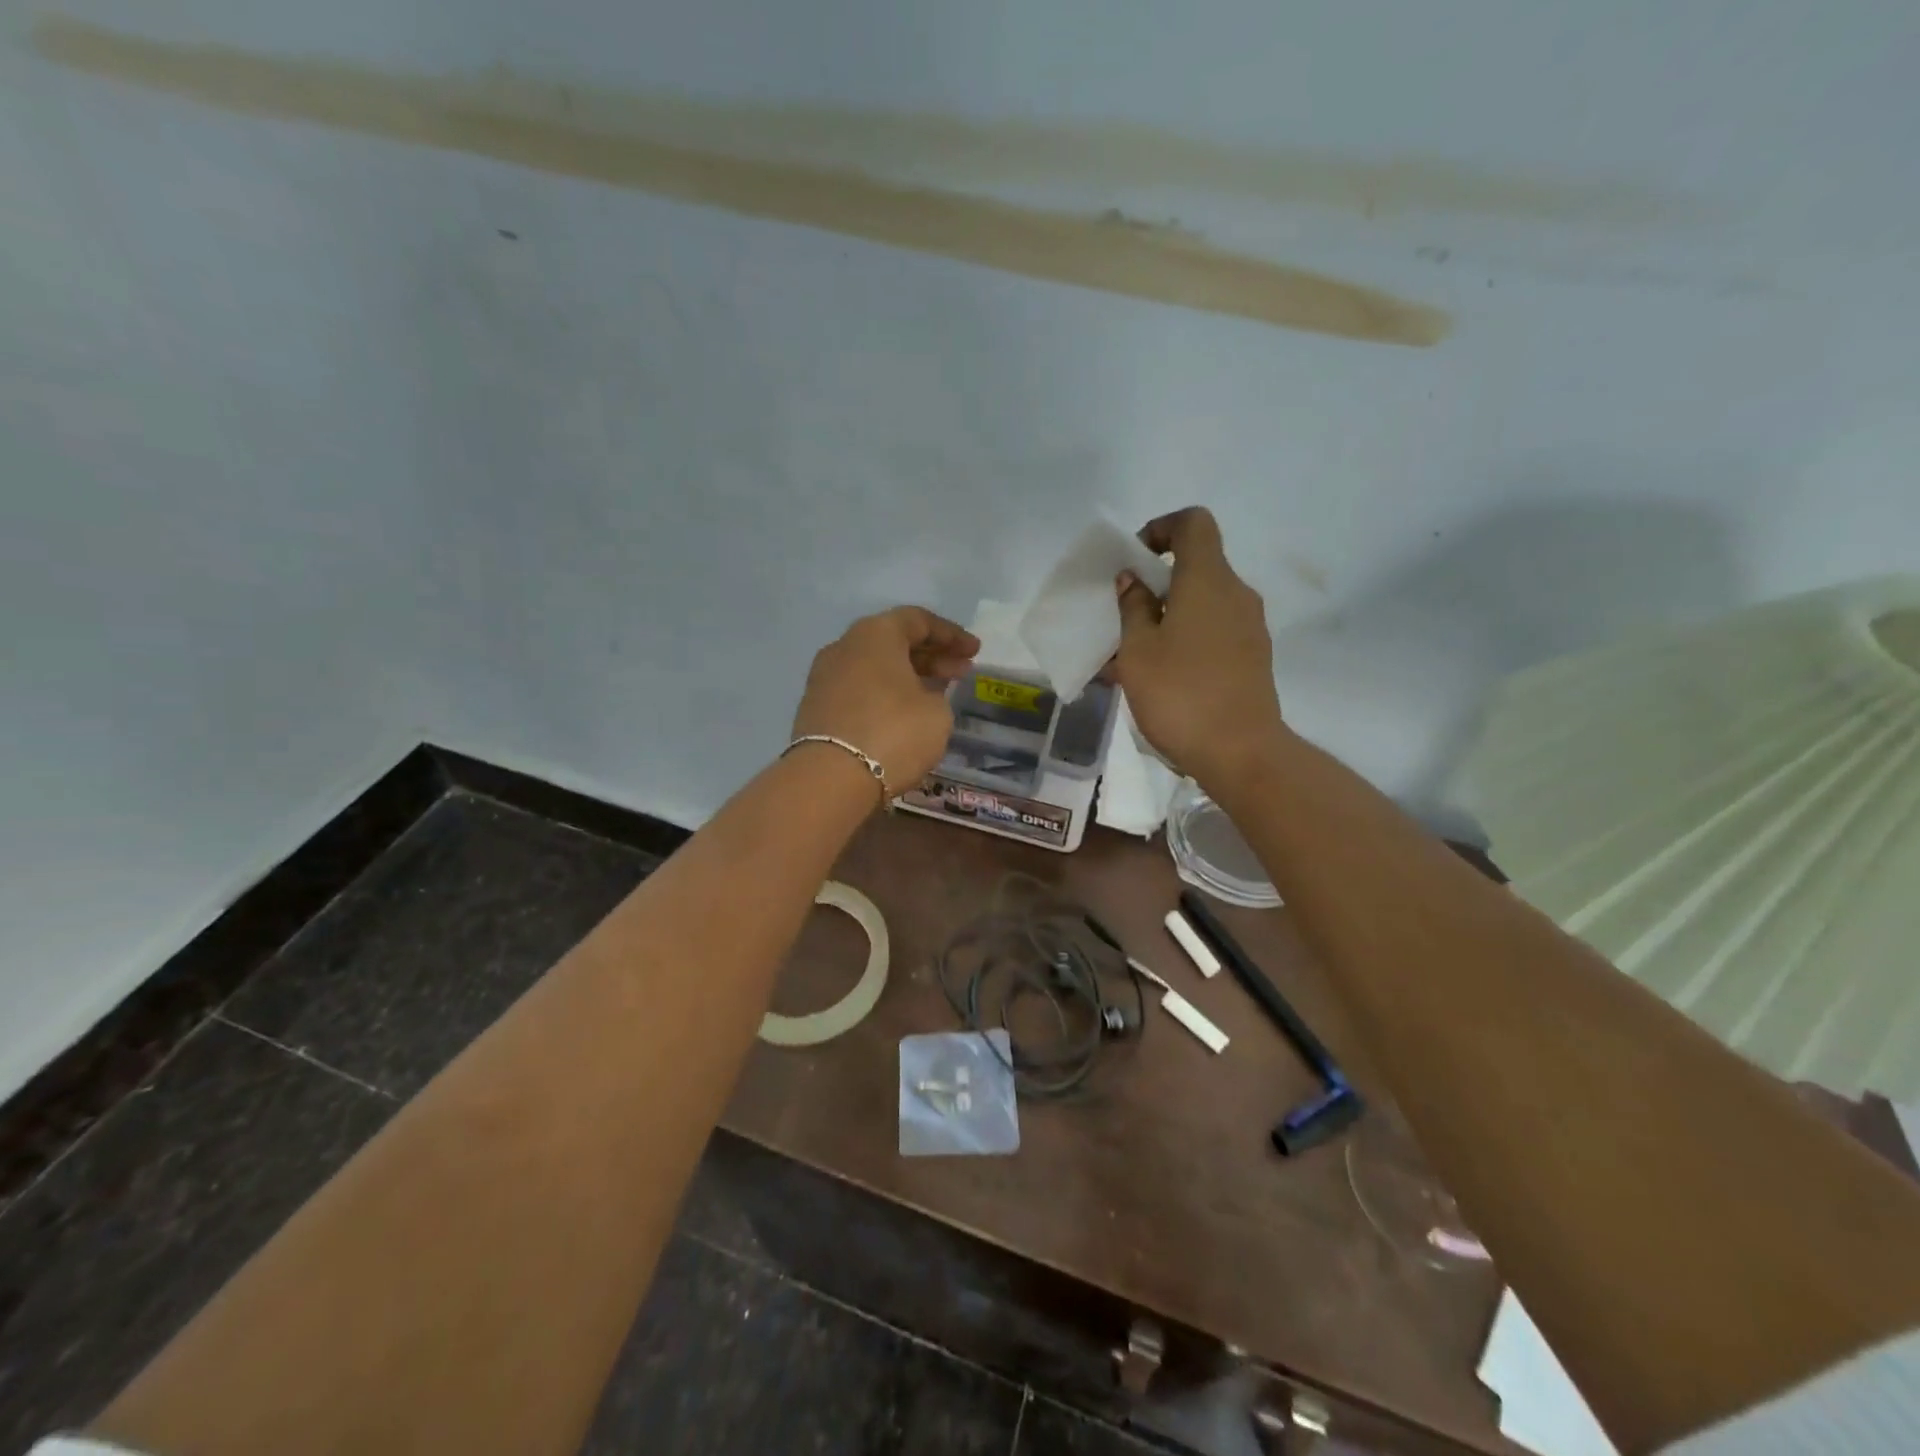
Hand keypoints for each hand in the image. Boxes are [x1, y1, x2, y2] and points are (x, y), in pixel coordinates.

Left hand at [791, 606, 979, 794]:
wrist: (830, 779)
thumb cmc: (893, 733)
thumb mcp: (937, 713)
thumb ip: (936, 695)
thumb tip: (921, 697)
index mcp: (875, 634)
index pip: (918, 620)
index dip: (952, 635)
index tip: (975, 652)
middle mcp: (845, 646)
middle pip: (894, 641)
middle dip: (931, 655)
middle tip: (960, 672)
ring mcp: (824, 677)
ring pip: (875, 666)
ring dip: (907, 676)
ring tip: (936, 694)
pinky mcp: (816, 708)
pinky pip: (859, 689)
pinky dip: (885, 694)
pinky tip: (904, 713)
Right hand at [1112, 507, 1285, 788]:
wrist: (1242, 753)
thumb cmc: (1180, 695)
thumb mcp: (1138, 651)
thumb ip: (1133, 608)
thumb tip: (1134, 580)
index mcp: (1208, 580)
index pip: (1193, 523)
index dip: (1161, 529)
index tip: (1135, 562)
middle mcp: (1236, 594)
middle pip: (1197, 566)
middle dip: (1157, 584)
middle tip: (1125, 617)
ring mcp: (1250, 627)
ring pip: (1203, 604)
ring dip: (1169, 616)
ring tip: (1135, 655)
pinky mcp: (1253, 657)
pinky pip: (1214, 631)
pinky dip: (1186, 639)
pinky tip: (1161, 676)